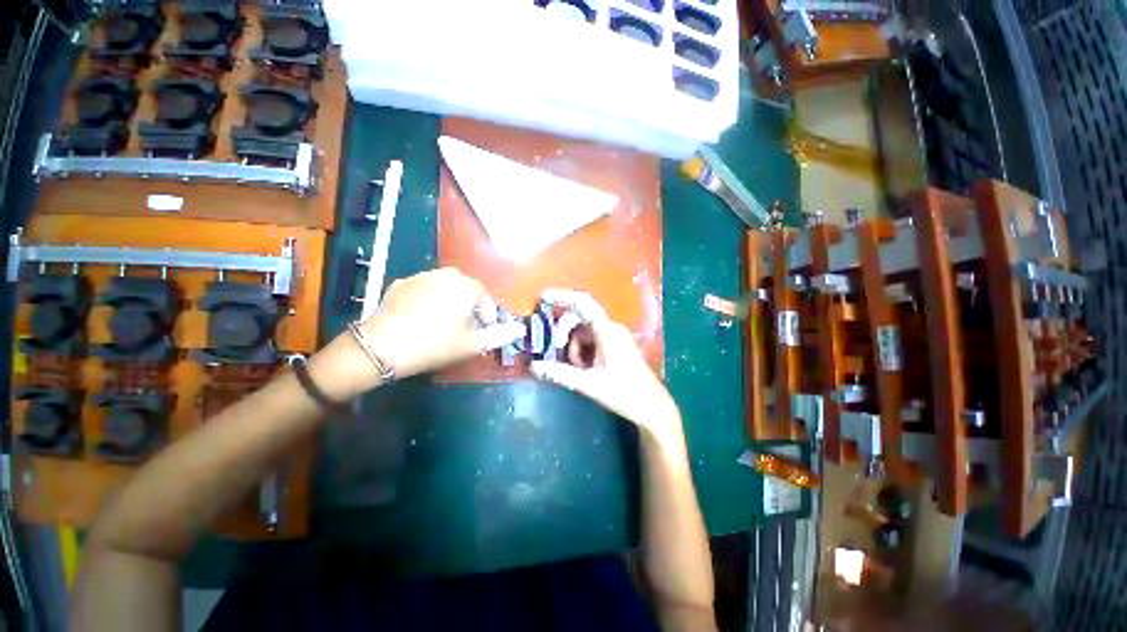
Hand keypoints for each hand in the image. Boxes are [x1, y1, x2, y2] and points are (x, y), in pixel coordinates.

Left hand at [309, 268, 523, 399]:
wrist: (382, 346)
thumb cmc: (435, 344)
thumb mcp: (472, 343)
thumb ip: (500, 335)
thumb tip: (520, 329)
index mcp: (466, 287)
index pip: (485, 296)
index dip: (488, 314)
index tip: (485, 330)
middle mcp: (445, 275)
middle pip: (466, 287)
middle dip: (470, 303)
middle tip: (466, 324)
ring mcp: (420, 276)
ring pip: (444, 284)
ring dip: (450, 298)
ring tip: (444, 319)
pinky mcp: (400, 283)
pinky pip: (423, 287)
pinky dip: (429, 297)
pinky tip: (421, 315)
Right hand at [530, 289, 681, 440]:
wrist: (652, 406)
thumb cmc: (624, 393)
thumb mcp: (588, 384)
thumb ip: (560, 374)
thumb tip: (533, 366)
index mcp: (607, 332)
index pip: (583, 304)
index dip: (562, 297)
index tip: (543, 298)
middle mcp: (611, 328)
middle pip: (580, 319)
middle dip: (565, 333)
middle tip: (557, 351)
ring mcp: (615, 335)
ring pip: (584, 331)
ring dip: (575, 346)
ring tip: (578, 369)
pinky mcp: (616, 344)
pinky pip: (592, 339)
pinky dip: (583, 350)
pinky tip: (585, 368)